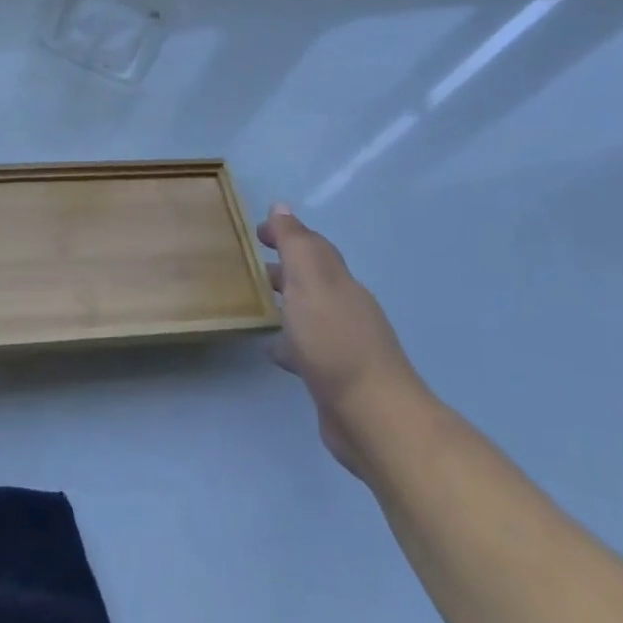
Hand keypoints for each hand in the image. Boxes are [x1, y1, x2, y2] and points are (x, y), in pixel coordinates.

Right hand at [259, 204, 425, 479]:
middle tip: (250, 264)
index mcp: (337, 281)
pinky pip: (306, 348)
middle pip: (312, 278)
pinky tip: (272, 350)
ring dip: (285, 303)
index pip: (312, 246)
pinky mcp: (335, 376)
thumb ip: (295, 244)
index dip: (287, 234)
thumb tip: (282, 207)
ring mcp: (343, 343)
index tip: (256, 232)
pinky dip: (289, 342)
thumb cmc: (334, 340)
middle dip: (285, 267)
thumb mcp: (310, 281)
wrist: (372, 415)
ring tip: (255, 303)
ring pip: (308, 312)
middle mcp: (344, 306)